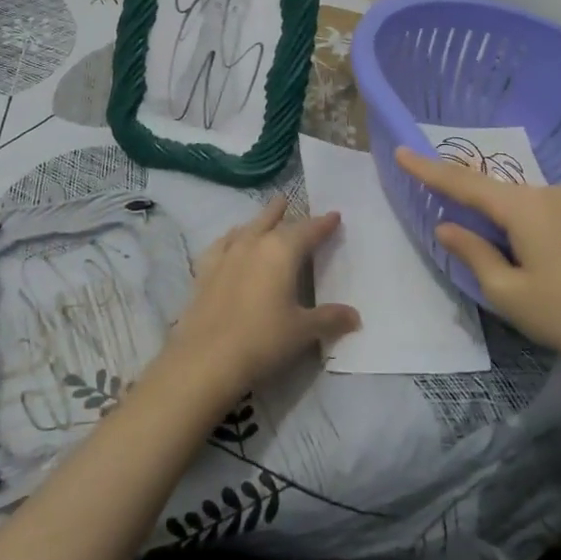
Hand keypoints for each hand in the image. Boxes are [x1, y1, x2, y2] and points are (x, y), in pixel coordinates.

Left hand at [162, 196, 357, 404]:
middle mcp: (253, 244)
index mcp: (282, 251)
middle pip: (272, 221)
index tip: (334, 216)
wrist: (206, 358)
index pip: (308, 230)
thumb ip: (330, 318)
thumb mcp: (303, 331)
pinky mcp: (204, 271)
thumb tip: (356, 316)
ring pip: (246, 228)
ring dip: (258, 221)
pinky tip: (230, 241)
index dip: (323, 224)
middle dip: (284, 212)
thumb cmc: (263, 339)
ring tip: (265, 216)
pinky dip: (231, 238)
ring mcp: (226, 255)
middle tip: (289, 201)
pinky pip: (221, 245)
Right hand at [395, 148, 560, 407]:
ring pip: (525, 207)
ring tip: (503, 262)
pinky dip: (529, 230)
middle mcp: (551, 194)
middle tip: (452, 223)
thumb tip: (449, 227)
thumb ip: (474, 254)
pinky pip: (549, 216)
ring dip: (505, 224)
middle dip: (472, 204)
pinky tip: (538, 262)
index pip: (464, 183)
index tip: (402, 150)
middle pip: (497, 193)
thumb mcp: (509, 293)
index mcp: (523, 206)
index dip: (429, 169)